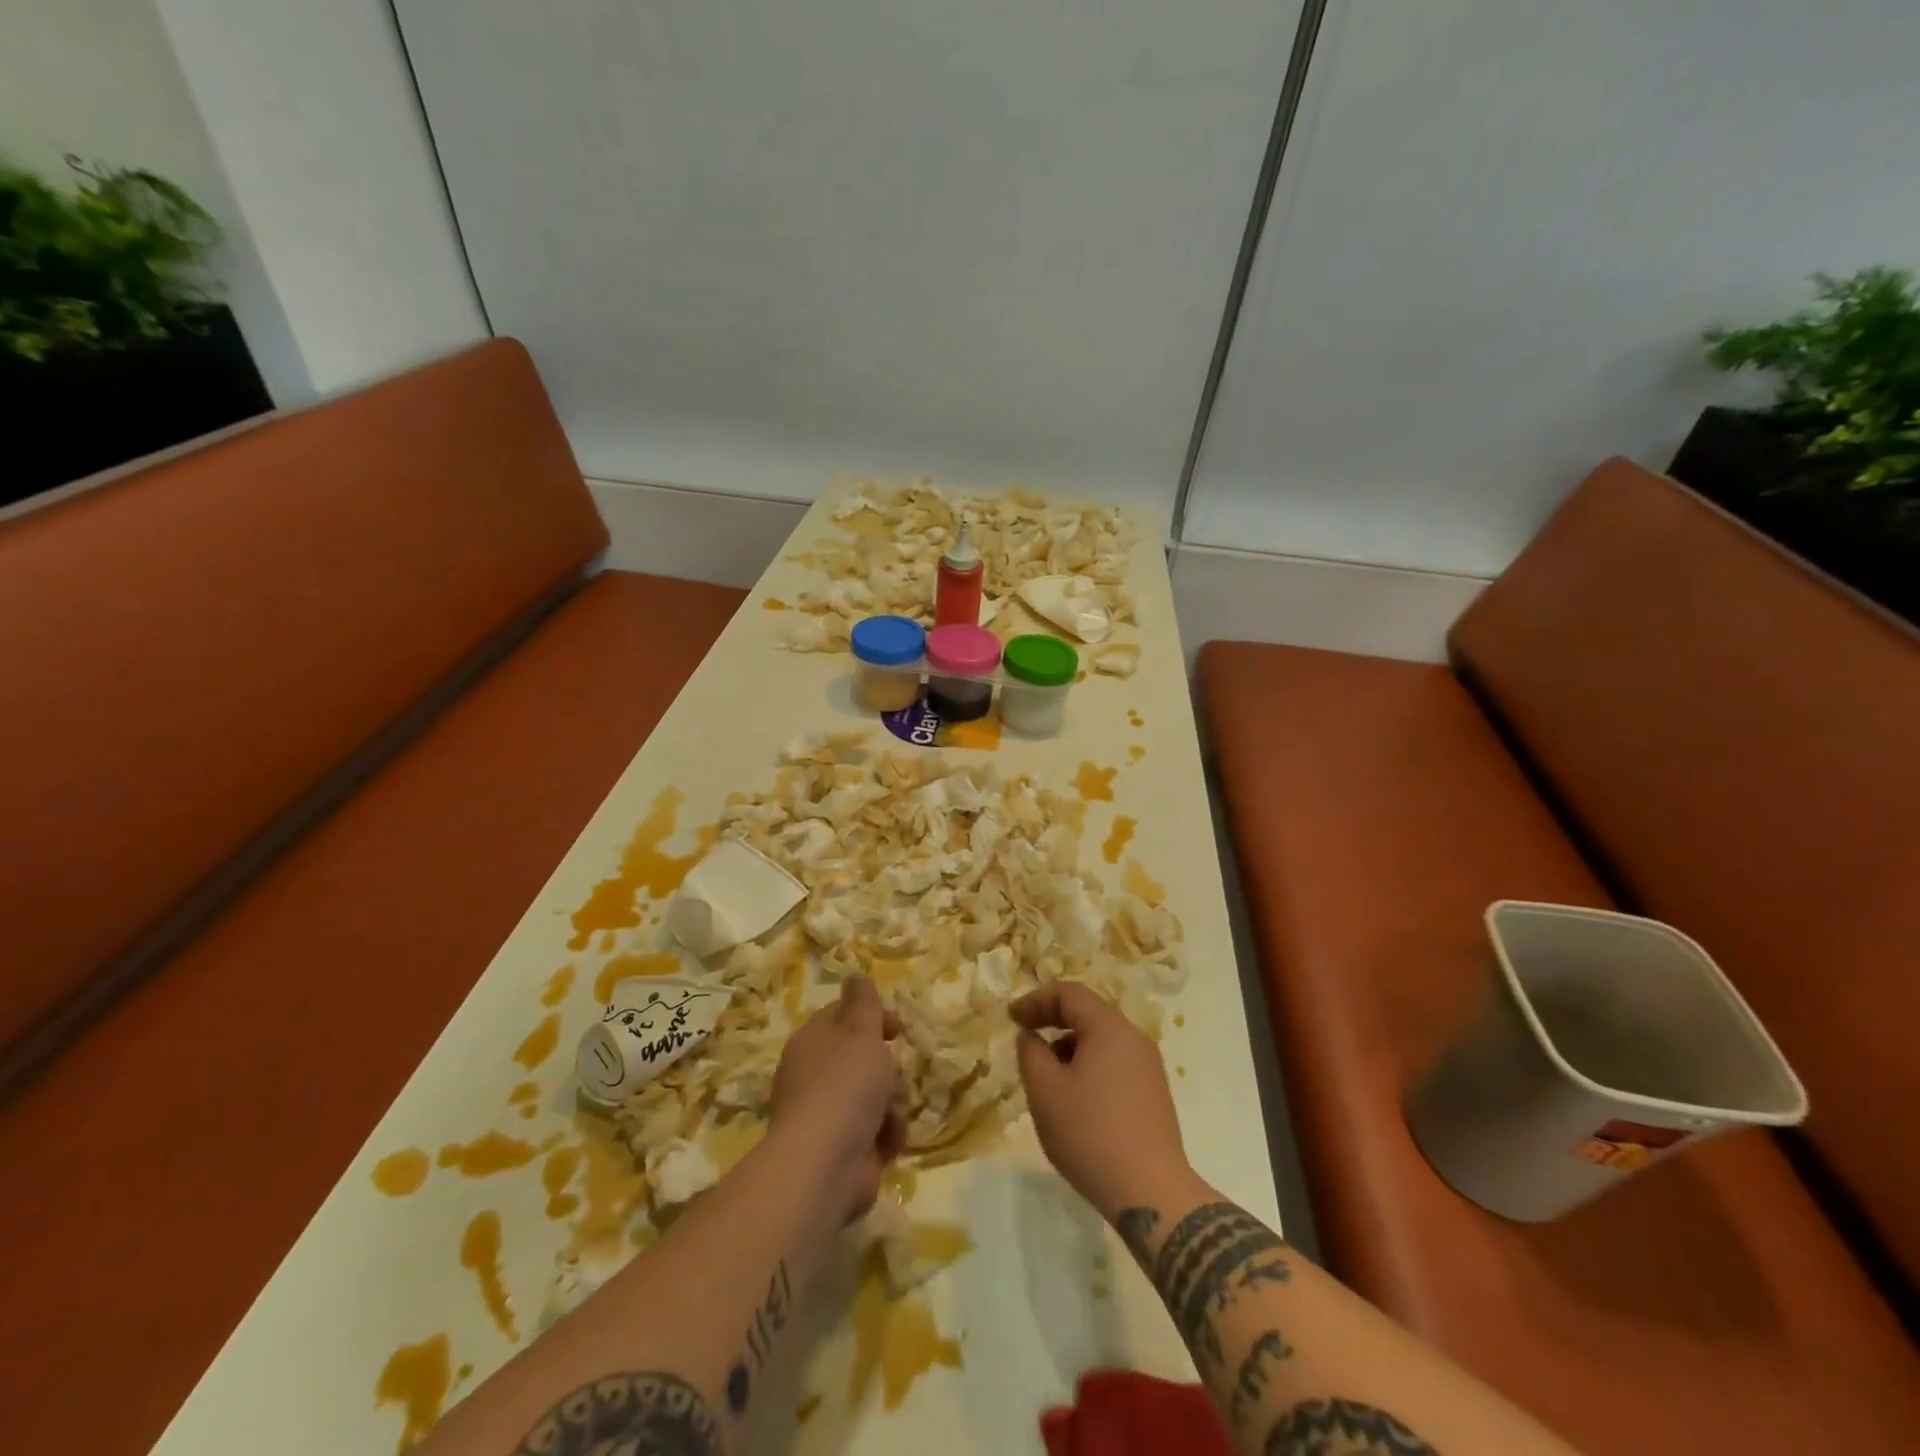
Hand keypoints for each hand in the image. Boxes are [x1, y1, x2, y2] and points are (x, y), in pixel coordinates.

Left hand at [771, 975, 904, 1222]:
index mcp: (812, 1042)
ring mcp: (828, 1114)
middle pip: (863, 1058)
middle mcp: (815, 1075)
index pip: (842, 1017)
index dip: (872, 1018)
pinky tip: (888, 1140)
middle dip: (887, 1068)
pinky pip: (876, 1129)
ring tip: (890, 1114)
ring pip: (875, 1094)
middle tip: (892, 1074)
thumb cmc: (844, 1086)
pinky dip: (886, 1133)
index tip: (896, 1028)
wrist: (825, 1165)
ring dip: (892, 1103)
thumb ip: (863, 1002)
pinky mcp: (844, 1148)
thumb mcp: (860, 1031)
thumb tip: (855, 975)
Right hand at [1011, 983, 1191, 1221]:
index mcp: (1110, 1028)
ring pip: (1101, 1042)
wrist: (1151, 1193)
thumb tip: (1031, 1036)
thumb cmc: (1090, 1133)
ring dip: (1070, 1048)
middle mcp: (1134, 1038)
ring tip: (1047, 1078)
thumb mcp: (1045, 1090)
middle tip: (1026, 1041)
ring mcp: (1148, 1067)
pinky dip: (1089, 1068)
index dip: (1036, 1000)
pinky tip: (1075, 1101)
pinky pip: (1115, 1064)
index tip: (1011, 1018)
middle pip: (1088, 1014)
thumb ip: (1031, 1052)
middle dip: (1052, 1023)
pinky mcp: (1154, 1095)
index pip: (1069, 994)